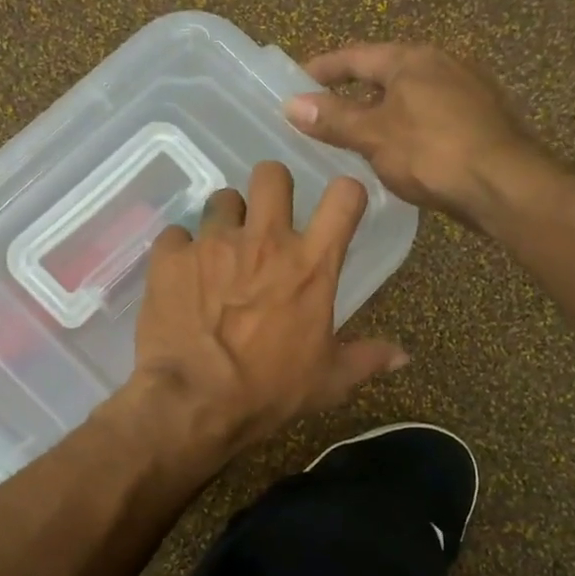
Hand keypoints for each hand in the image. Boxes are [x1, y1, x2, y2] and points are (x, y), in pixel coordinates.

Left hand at [119, 161, 407, 463]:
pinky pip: (176, 235)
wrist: (195, 401)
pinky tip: (181, 277)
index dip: (344, 195)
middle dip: (271, 191)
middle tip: (265, 222)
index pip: (344, 196)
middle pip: (272, 174)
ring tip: (219, 252)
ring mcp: (214, 243)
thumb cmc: (269, 391)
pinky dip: (180, 252)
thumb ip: (366, 359)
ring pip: (222, 199)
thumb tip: (403, 357)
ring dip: (225, 220)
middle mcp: (264, 240)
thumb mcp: (328, 381)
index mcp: (311, 264)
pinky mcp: (171, 257)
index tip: (337, 211)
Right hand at [285, 43, 536, 225]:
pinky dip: (407, 127)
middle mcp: (442, 63)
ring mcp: (467, 89)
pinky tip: (400, 152)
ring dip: (381, 112)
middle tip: (324, 114)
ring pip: (410, 96)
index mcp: (412, 59)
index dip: (322, 68)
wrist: (505, 185)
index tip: (295, 81)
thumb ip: (333, 118)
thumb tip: (291, 104)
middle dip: (353, 92)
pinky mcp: (482, 118)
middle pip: (385, 73)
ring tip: (357, 137)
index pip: (355, 56)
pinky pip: (431, 115)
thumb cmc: (432, 152)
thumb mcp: (374, 135)